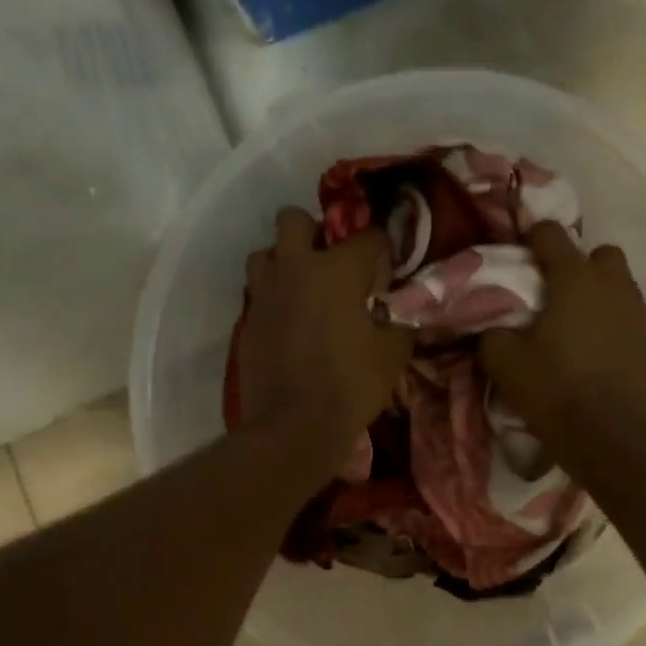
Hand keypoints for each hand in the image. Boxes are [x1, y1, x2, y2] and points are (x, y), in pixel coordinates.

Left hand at [238, 207, 414, 466]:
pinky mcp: (248, 321)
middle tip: (330, 263)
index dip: (382, 250)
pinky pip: (259, 294)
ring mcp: (264, 294)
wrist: (295, 425)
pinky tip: (291, 325)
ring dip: (283, 262)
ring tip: (303, 290)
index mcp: (337, 269)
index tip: (387, 271)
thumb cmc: (351, 385)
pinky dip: (275, 300)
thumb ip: (397, 322)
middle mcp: (295, 268)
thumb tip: (394, 313)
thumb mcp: (393, 354)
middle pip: (293, 219)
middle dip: (313, 232)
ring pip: (265, 254)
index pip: (368, 237)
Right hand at [480, 222, 645, 453]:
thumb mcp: (503, 361)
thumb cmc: (552, 391)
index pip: (551, 234)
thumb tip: (495, 325)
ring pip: (625, 290)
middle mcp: (616, 287)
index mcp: (575, 280)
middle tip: (560, 298)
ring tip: (585, 333)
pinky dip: (622, 333)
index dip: (534, 238)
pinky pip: (638, 325)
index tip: (523, 253)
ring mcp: (644, 316)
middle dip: (581, 267)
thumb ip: (494, 331)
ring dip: (605, 300)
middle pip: (602, 255)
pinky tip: (607, 360)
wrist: (606, 439)